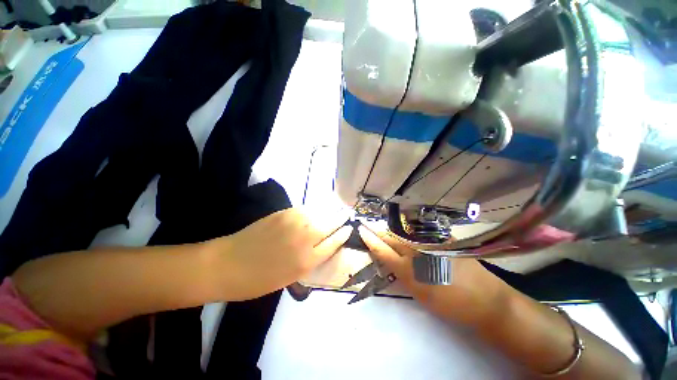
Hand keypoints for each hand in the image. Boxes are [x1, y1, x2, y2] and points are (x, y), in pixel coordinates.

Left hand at [214, 208, 352, 299]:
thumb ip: (312, 258)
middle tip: (347, 215)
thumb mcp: (292, 277)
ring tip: (336, 210)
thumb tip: (326, 243)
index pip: (335, 242)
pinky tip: (317, 211)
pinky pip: (307, 209)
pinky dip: (315, 209)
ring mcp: (295, 222)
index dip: (344, 233)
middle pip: (332, 223)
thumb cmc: (259, 279)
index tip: (349, 228)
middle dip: (342, 219)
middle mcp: (306, 238)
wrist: (228, 264)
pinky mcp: (285, 212)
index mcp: (308, 260)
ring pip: (321, 213)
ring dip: (330, 211)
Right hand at [357, 223, 508, 326]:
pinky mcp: (444, 238)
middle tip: (372, 232)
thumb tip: (390, 259)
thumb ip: (401, 273)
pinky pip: (421, 233)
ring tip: (388, 235)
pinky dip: (411, 234)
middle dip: (381, 234)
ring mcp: (432, 242)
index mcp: (409, 270)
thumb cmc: (449, 304)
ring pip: (405, 234)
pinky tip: (411, 236)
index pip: (383, 250)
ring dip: (395, 234)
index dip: (370, 239)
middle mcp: (418, 251)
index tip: (361, 229)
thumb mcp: (419, 293)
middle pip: (392, 238)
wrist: (486, 301)